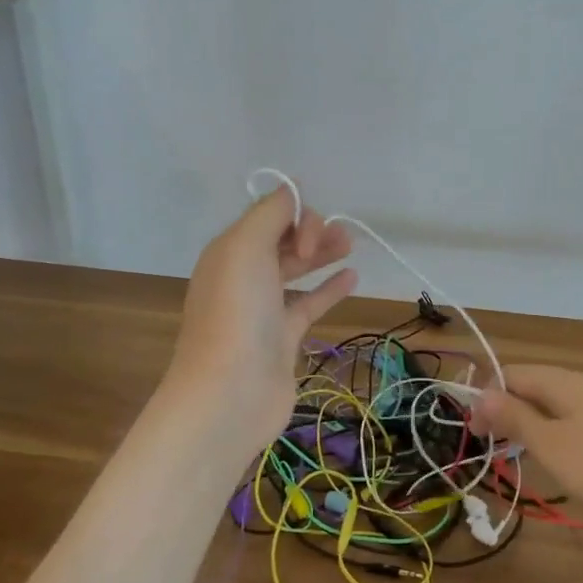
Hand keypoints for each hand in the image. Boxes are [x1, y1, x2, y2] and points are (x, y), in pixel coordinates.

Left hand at [165, 188, 357, 447]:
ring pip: (296, 270)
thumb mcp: (246, 248)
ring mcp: (263, 309)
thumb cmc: (237, 313)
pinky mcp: (282, 338)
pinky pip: (308, 303)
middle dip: (312, 231)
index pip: (267, 216)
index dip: (295, 215)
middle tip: (341, 240)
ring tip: (351, 245)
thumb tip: (291, 190)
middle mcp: (243, 276)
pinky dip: (329, 288)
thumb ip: (270, 214)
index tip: (311, 239)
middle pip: (282, 240)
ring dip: (322, 254)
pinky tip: (353, 277)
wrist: (230, 392)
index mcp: (229, 251)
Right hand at [474, 365, 582, 542]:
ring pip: (552, 403)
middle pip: (533, 385)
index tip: (473, 429)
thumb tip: (481, 393)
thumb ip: (514, 415)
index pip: (513, 373)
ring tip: (511, 449)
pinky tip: (549, 454)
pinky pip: (570, 419)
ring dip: (526, 420)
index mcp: (566, 381)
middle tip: (488, 440)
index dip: (487, 396)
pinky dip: (550, 431)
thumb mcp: (548, 443)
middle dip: (505, 407)